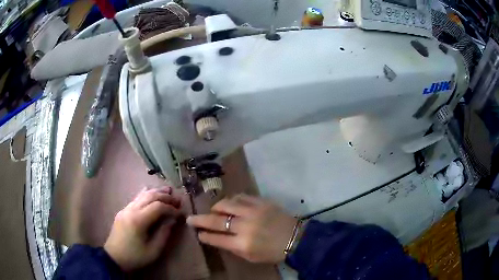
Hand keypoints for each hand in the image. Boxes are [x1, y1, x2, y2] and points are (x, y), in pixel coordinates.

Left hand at [104, 186, 181, 271]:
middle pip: (150, 196)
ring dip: (156, 192)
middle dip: (165, 197)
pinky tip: (152, 192)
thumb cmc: (135, 256)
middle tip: (177, 201)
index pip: (157, 207)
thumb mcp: (154, 250)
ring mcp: (125, 209)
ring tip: (168, 191)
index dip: (171, 208)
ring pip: (142, 194)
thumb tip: (173, 219)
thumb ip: (164, 233)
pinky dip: (146, 194)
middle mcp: (131, 210)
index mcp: (138, 221)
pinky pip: (136, 198)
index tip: (180, 213)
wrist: (114, 257)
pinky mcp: (123, 211)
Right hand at [186, 194, 296, 262]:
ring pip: (226, 204)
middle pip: (215, 220)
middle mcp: (244, 226)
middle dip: (199, 220)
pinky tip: (230, 204)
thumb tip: (217, 237)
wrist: (295, 238)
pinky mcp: (260, 202)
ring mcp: (253, 211)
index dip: (204, 235)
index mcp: (242, 244)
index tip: (197, 233)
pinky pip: (240, 197)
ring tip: (213, 211)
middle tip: (190, 218)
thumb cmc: (272, 252)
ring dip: (216, 208)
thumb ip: (232, 247)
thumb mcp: (251, 257)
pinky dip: (232, 200)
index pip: (216, 238)